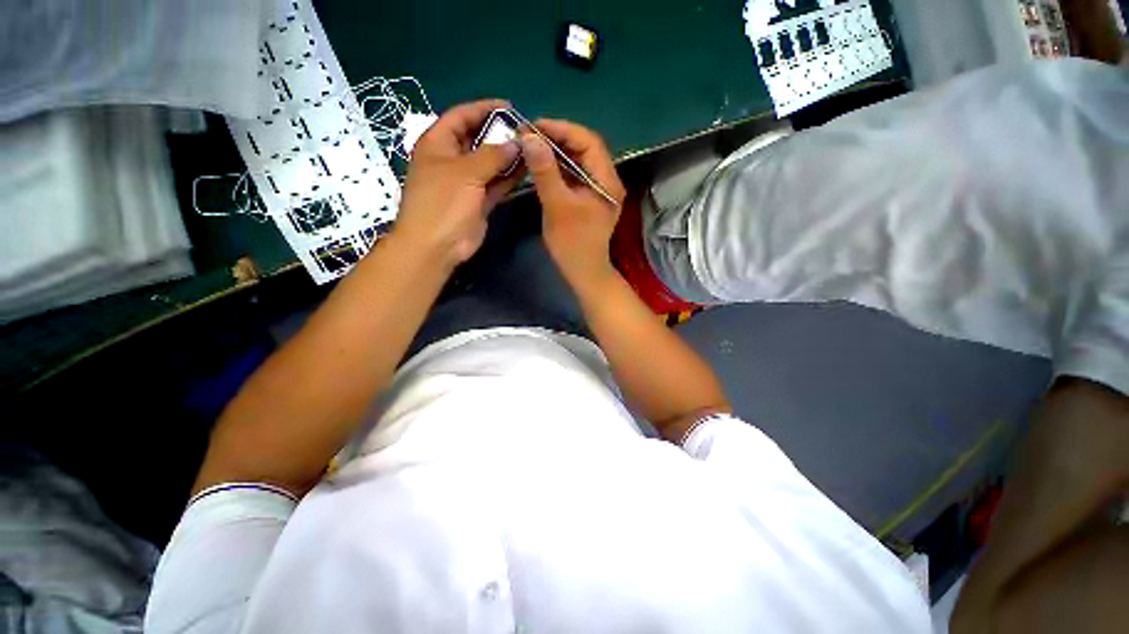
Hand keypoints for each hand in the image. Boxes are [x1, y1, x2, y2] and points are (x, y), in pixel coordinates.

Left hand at [391, 99, 522, 267]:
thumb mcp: (465, 172)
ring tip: (531, 150)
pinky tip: (526, 170)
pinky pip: (496, 184)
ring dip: (508, 157)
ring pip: (490, 163)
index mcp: (438, 144)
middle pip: (477, 139)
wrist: (437, 245)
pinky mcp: (478, 201)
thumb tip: (516, 143)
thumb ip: (492, 155)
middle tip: (525, 132)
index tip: (509, 107)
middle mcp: (452, 160)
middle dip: (499, 134)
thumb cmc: (443, 203)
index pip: (461, 116)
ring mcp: (466, 182)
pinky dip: (509, 178)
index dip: (483, 108)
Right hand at [521, 119, 626, 292]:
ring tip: (533, 146)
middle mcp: (607, 180)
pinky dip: (559, 167)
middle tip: (531, 135)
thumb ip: (545, 171)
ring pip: (579, 161)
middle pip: (585, 148)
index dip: (562, 129)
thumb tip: (530, 137)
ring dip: (558, 152)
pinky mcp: (590, 198)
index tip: (535, 126)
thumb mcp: (557, 206)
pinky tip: (543, 164)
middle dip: (558, 138)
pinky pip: (575, 175)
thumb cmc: (572, 243)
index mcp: (607, 181)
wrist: (583, 271)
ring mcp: (599, 190)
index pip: (589, 141)